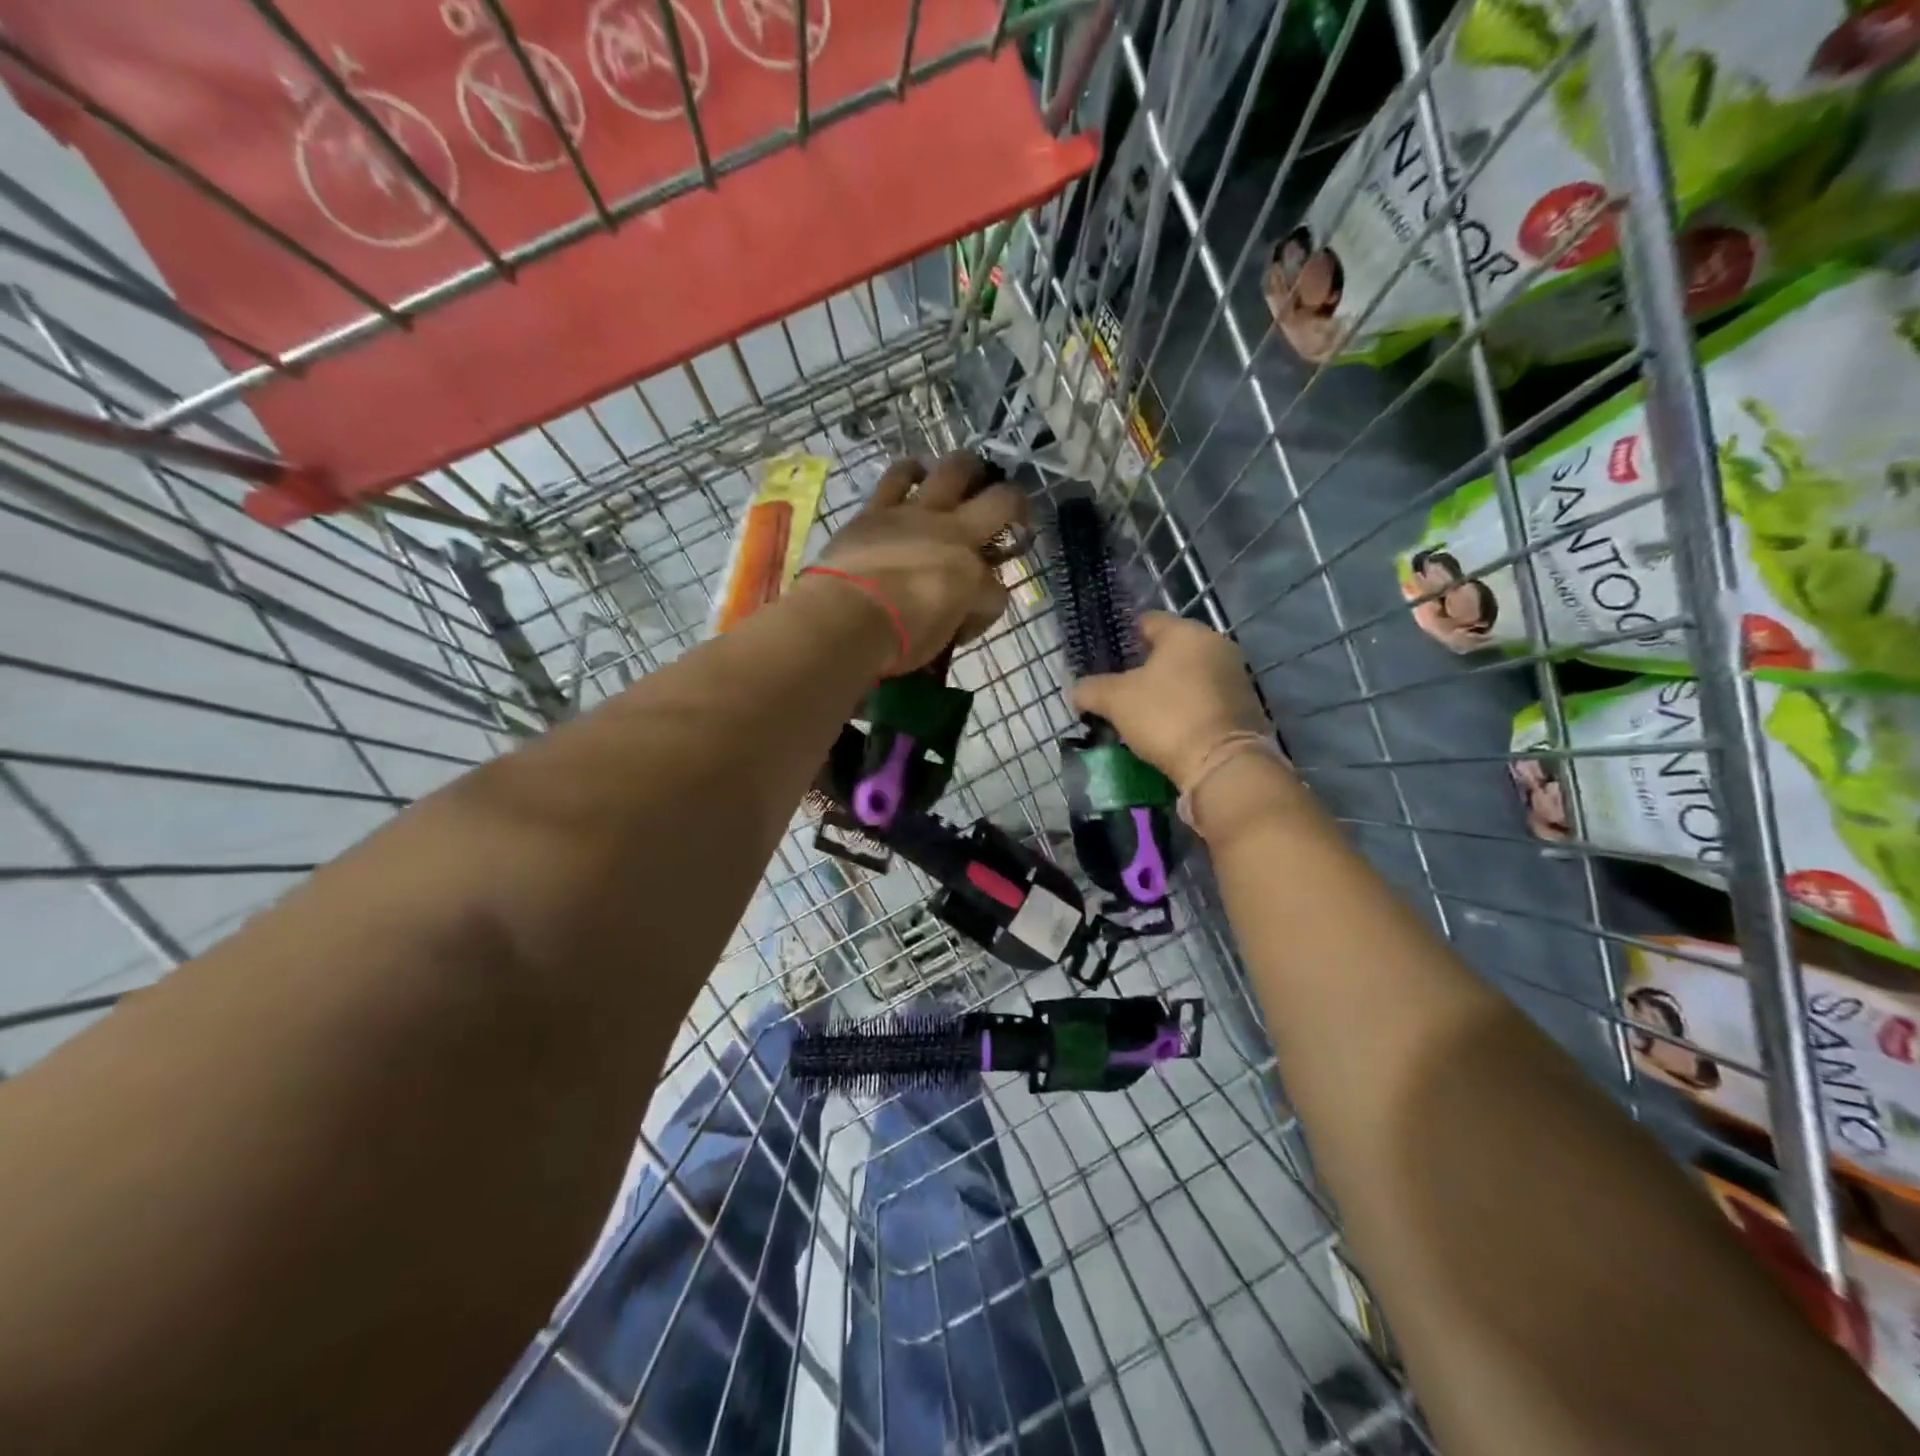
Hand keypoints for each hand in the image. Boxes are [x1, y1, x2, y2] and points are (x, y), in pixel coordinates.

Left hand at [815, 452, 1025, 670]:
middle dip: (1015, 504)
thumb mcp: (939, 640)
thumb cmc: (898, 640)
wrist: (846, 618)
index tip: (968, 622)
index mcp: (973, 576)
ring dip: (968, 469)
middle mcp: (955, 535)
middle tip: (1010, 512)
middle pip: (1003, 502)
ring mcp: (916, 514)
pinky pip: (898, 476)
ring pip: (955, 470)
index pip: (997, 591)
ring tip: (968, 475)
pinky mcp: (878, 509)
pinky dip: (911, 472)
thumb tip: (957, 614)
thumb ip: (955, 619)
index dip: (988, 607)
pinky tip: (915, 474)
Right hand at [1072, 612, 1271, 787]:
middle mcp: (1217, 645)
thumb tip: (1078, 690)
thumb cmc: (1166, 717)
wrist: (1222, 764)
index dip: (1121, 640)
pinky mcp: (1244, 706)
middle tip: (1118, 691)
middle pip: (1169, 650)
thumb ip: (1090, 689)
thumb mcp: (1115, 701)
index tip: (1104, 662)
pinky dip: (1186, 707)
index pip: (1146, 622)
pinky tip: (1168, 728)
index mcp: (1186, 633)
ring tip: (1140, 713)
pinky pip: (1205, 698)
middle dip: (1143, 668)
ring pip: (1188, 675)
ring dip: (1166, 690)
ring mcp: (1235, 676)